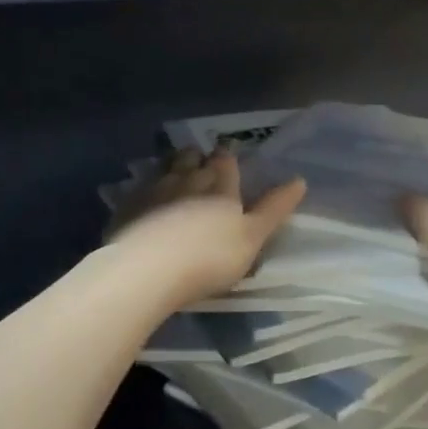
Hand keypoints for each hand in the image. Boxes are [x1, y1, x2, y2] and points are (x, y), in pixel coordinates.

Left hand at [109, 149, 305, 307]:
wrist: (146, 270)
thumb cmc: (209, 257)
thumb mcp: (252, 238)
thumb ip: (274, 209)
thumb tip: (300, 180)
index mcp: (220, 184)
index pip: (226, 160)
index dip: (228, 160)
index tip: (229, 162)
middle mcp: (186, 177)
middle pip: (194, 158)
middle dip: (199, 159)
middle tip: (203, 166)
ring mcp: (153, 189)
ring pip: (166, 167)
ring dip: (174, 167)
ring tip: (177, 176)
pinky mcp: (127, 206)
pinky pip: (141, 187)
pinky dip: (148, 189)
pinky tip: (147, 200)